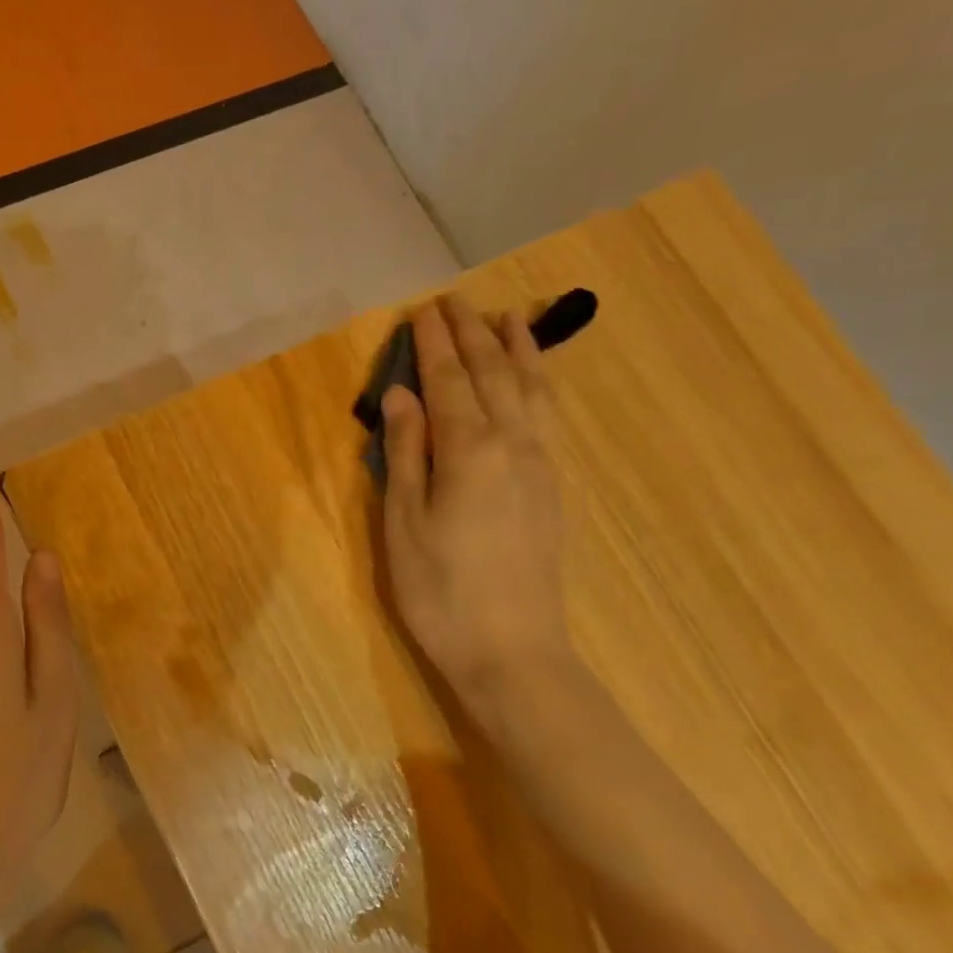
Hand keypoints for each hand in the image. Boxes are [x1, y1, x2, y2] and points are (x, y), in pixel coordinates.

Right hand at [379, 293, 572, 707]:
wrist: (511, 650)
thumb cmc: (439, 589)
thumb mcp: (404, 521)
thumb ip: (405, 452)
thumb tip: (401, 395)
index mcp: (469, 451)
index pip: (449, 381)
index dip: (433, 344)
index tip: (421, 310)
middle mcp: (513, 444)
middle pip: (492, 375)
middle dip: (472, 335)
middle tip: (454, 302)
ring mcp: (540, 464)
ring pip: (531, 390)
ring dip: (517, 350)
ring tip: (508, 317)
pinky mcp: (551, 486)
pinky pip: (547, 416)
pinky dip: (539, 383)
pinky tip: (533, 377)